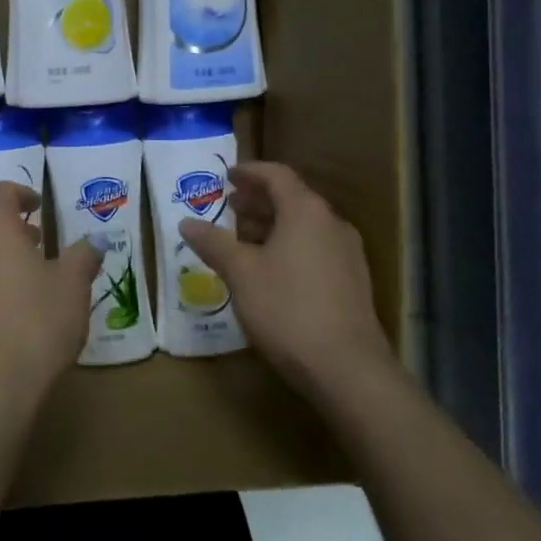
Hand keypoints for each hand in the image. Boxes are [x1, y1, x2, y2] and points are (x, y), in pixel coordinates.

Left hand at [0, 182, 100, 413]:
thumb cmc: (34, 325)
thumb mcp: (72, 288)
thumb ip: (82, 257)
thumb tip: (94, 241)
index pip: (2, 192)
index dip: (22, 195)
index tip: (38, 206)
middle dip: (8, 229)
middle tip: (35, 245)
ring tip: (21, 281)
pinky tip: (0, 315)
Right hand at [178, 162, 391, 402]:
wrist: (348, 369)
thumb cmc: (287, 308)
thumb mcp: (240, 273)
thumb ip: (213, 243)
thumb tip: (186, 223)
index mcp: (305, 211)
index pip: (276, 175)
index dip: (249, 172)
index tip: (227, 176)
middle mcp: (331, 223)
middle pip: (292, 199)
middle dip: (258, 200)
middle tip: (229, 207)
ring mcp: (347, 254)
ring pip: (304, 226)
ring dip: (273, 225)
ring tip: (244, 240)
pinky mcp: (353, 282)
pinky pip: (315, 249)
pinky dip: (290, 246)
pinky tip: (270, 271)